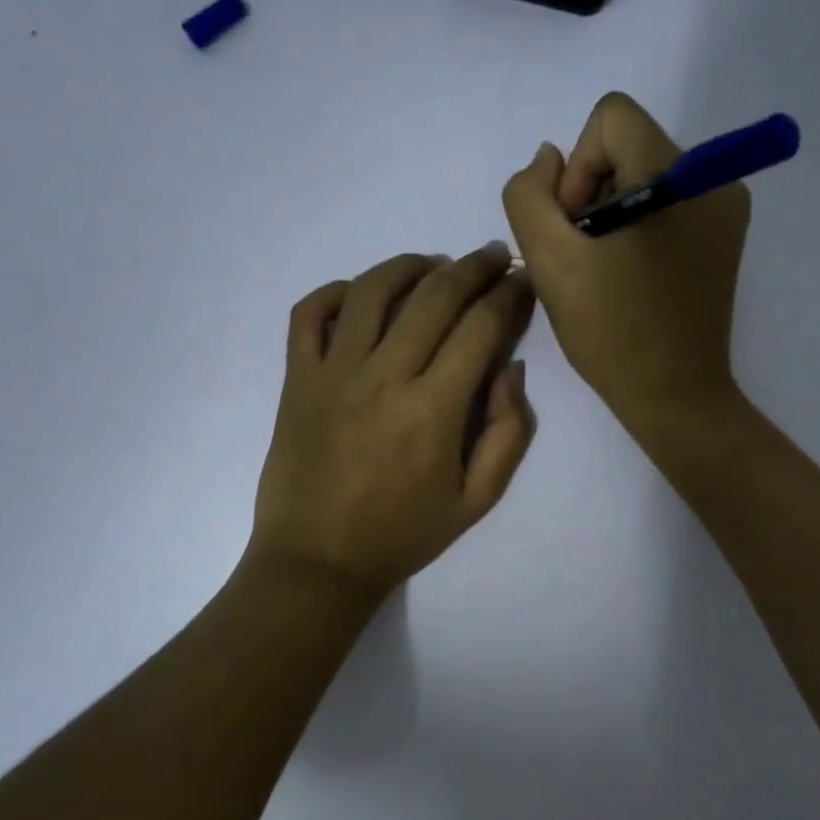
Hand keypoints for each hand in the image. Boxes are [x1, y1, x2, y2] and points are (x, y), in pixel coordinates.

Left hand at [248, 245, 535, 605]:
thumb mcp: (477, 500)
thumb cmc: (402, 535)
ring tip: (433, 264)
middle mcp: (384, 377)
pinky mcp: (296, 379)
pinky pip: (310, 314)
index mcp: (435, 409)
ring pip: (373, 290)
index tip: (522, 281)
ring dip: (410, 265)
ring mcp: (333, 373)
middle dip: (472, 267)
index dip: (509, 295)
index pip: (481, 327)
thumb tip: (510, 369)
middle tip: (491, 257)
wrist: (318, 562)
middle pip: (435, 296)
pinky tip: (361, 294)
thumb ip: (508, 433)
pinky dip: (335, 291)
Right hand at [502, 92, 749, 432]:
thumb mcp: (551, 263)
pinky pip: (666, 205)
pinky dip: (636, 229)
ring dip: (610, 214)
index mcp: (678, 176)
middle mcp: (713, 179)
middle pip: (629, 146)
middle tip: (584, 257)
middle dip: (592, 194)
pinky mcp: (723, 238)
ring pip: (644, 176)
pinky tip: (629, 276)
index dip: (578, 168)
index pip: (612, 118)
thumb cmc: (613, 333)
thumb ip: (530, 196)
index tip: (576, 228)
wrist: (674, 396)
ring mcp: (725, 210)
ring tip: (605, 271)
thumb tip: (549, 160)